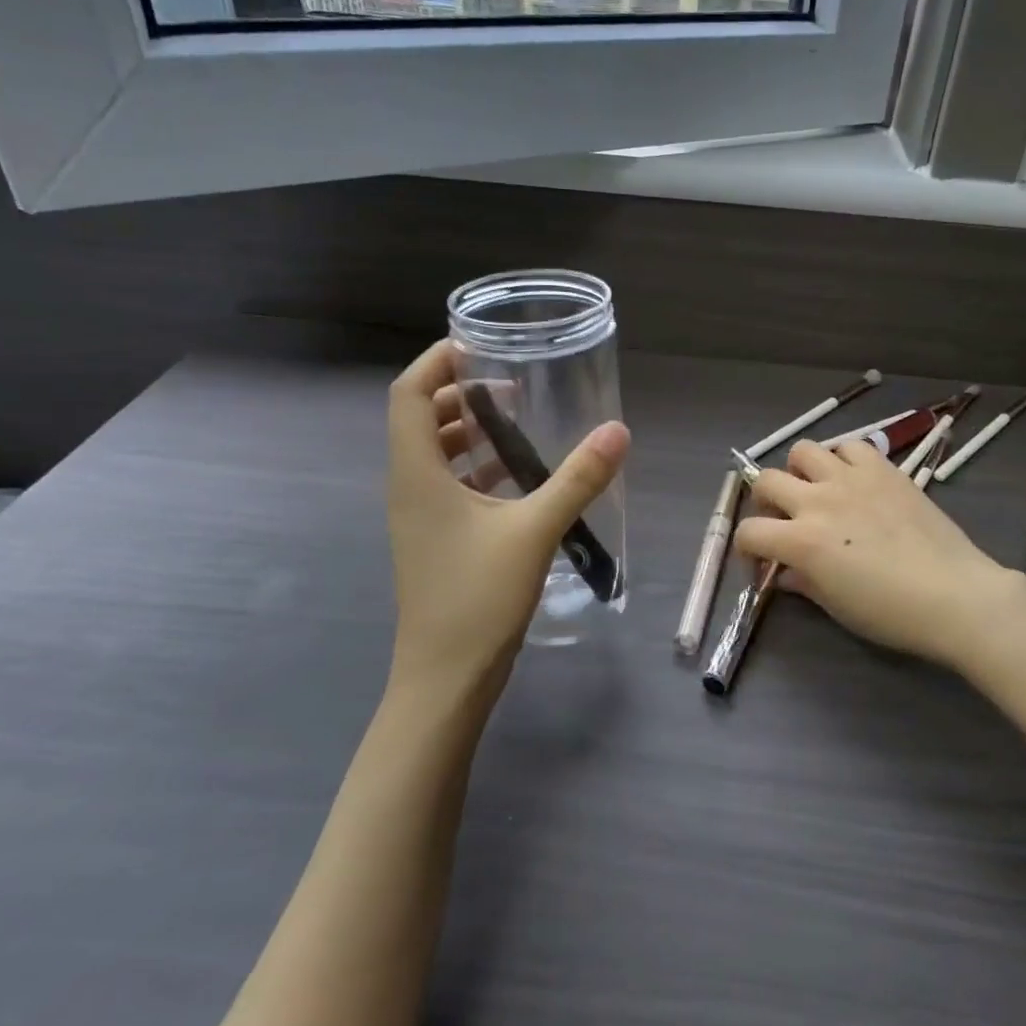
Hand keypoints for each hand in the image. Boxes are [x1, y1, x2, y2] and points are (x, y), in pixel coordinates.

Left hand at [385, 340, 629, 711]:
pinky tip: (519, 476)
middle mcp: (409, 487)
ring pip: (435, 454)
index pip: (408, 394)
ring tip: (518, 419)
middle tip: (510, 381)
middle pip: (419, 418)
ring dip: (469, 430)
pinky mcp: (434, 540)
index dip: (436, 361)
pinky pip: (449, 485)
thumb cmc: (478, 599)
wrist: (445, 680)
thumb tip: (618, 430)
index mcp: (416, 473)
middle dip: (460, 392)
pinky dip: (477, 467)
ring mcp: (418, 517)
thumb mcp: (534, 531)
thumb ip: (577, 479)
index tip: (479, 345)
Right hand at [733, 439, 1025, 671]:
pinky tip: (853, 480)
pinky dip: (843, 459)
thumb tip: (785, 572)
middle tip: (783, 518)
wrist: (955, 594)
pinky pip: (850, 446)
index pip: (749, 532)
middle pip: (766, 480)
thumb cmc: (891, 613)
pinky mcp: (883, 469)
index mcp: (801, 541)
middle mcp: (818, 500)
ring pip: (803, 450)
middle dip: (765, 501)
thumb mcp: (836, 606)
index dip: (746, 547)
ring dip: (800, 471)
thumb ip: (803, 582)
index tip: (760, 559)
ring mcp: (851, 479)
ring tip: (817, 490)